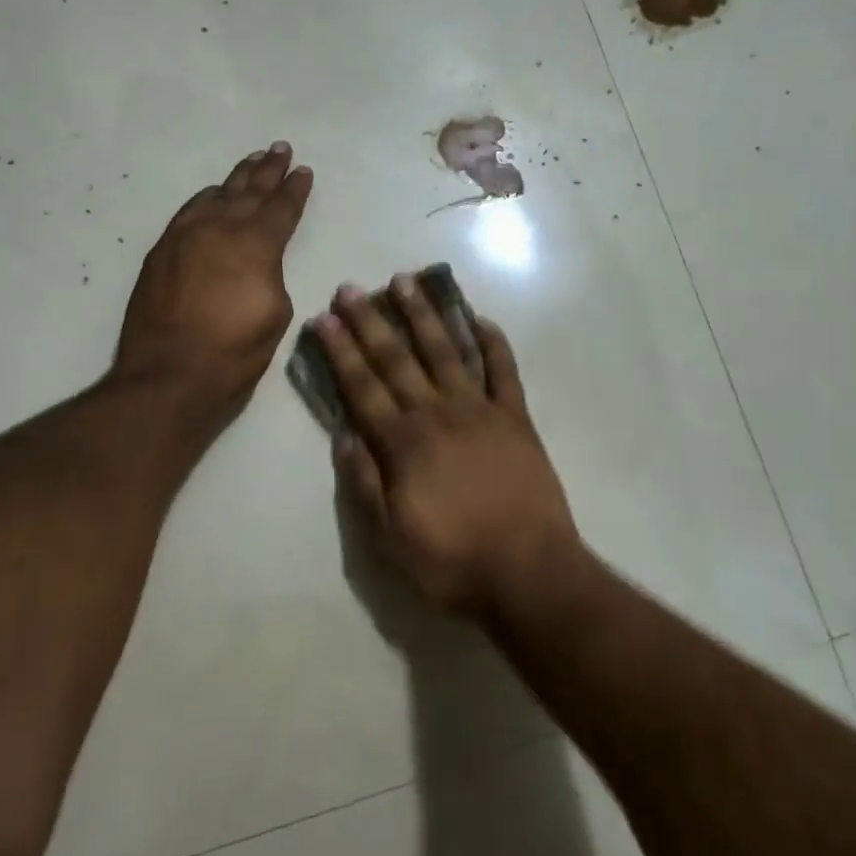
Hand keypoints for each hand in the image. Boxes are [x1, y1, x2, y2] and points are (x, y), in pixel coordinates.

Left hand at [114, 143, 312, 417]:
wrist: (169, 375)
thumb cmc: (234, 352)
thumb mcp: (275, 313)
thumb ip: (270, 275)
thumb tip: (257, 263)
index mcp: (256, 245)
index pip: (281, 208)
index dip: (295, 189)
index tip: (303, 171)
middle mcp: (221, 229)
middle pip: (249, 191)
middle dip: (268, 170)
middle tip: (280, 149)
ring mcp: (186, 236)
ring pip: (217, 195)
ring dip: (237, 177)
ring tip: (253, 160)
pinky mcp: (162, 250)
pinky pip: (188, 211)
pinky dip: (205, 198)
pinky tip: (212, 192)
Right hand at [313, 275, 580, 616]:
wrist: (530, 574)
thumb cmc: (453, 562)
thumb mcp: (390, 539)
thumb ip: (364, 483)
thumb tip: (342, 434)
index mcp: (404, 443)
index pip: (363, 387)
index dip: (341, 351)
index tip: (325, 318)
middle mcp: (437, 414)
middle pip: (397, 359)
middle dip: (371, 321)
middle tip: (352, 288)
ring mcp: (480, 411)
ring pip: (446, 351)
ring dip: (424, 315)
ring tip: (407, 281)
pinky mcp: (516, 418)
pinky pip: (504, 371)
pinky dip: (493, 343)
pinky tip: (480, 319)